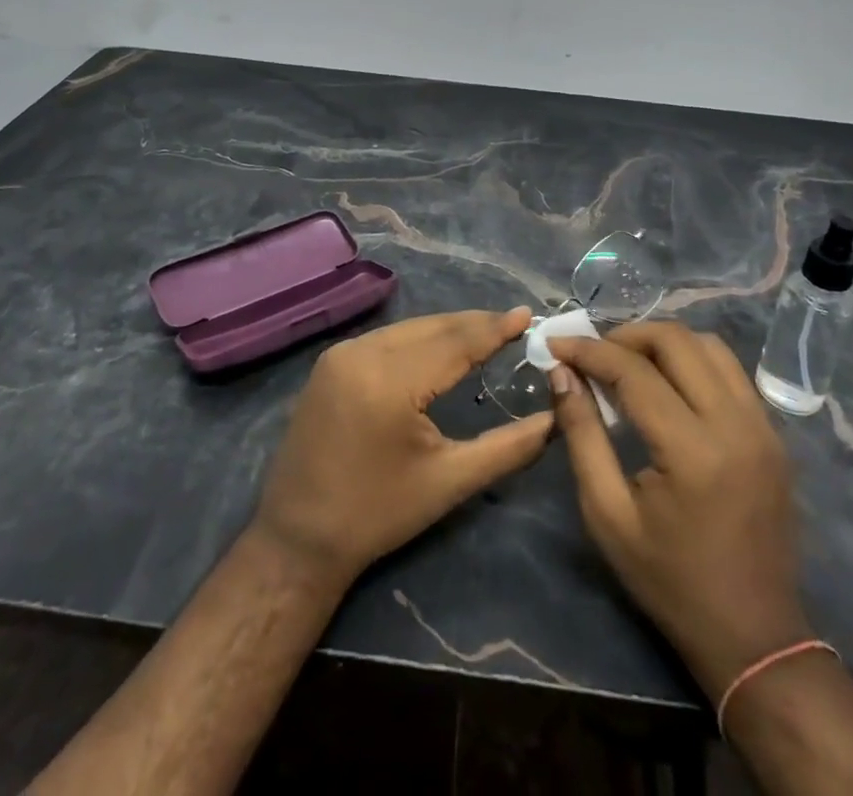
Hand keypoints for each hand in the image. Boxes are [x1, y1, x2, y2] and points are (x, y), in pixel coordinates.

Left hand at [252, 308, 551, 586]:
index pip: (455, 343)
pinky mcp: (330, 362)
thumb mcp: (449, 482)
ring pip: (409, 329)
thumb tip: (554, 420)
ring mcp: (341, 353)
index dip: (495, 328)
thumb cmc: (378, 514)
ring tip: (486, 331)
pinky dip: (419, 339)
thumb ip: (507, 448)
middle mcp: (362, 353)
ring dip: (447, 329)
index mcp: (390, 381)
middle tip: (515, 322)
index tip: (529, 314)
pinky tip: (440, 347)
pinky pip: (386, 339)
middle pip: (432, 328)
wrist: (299, 538)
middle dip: (475, 324)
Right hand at [549, 322, 811, 698]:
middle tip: (592, 353)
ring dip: (662, 342)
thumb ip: (582, 434)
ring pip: (710, 345)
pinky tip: (667, 382)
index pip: (635, 371)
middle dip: (626, 335)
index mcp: (694, 452)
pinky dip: (693, 360)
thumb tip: (561, 373)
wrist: (754, 636)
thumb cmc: (670, 580)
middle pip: (677, 341)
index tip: (556, 345)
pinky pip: (730, 371)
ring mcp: (764, 427)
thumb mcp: (608, 514)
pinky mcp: (774, 434)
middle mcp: (736, 425)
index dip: (589, 350)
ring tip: (627, 361)